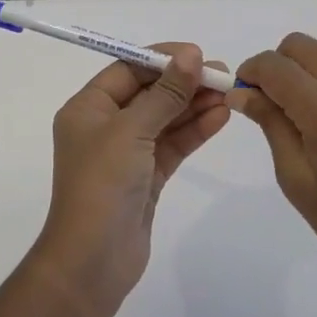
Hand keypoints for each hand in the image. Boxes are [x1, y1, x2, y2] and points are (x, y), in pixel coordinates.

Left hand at [34, 44, 230, 314]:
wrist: (92, 262)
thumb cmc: (102, 185)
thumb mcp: (132, 131)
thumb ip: (165, 94)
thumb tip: (191, 55)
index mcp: (88, 108)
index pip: (127, 69)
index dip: (162, 59)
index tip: (198, 54)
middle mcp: (104, 126)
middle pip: (149, 93)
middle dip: (184, 83)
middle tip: (222, 75)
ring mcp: (126, 153)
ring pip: (164, 119)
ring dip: (193, 106)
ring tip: (228, 94)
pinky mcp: (145, 178)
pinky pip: (172, 145)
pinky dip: (194, 131)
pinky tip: (220, 118)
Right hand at [230, 33, 316, 309]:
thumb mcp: (296, 179)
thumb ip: (270, 124)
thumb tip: (241, 92)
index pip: (275, 66)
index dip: (250, 72)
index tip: (239, 94)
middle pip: (299, 45)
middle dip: (275, 64)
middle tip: (266, 101)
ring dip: (300, 68)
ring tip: (294, 111)